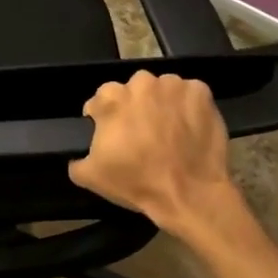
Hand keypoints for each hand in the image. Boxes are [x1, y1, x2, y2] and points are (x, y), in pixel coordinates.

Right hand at [69, 71, 247, 235]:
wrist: (189, 193)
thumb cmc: (137, 182)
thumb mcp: (90, 177)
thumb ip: (76, 160)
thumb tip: (76, 157)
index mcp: (111, 99)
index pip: (100, 99)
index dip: (103, 117)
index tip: (111, 135)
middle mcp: (141, 84)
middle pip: (132, 90)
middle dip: (134, 107)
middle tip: (141, 133)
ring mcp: (173, 85)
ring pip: (161, 89)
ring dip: (161, 104)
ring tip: (168, 130)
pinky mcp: (201, 92)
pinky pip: (189, 93)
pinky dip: (188, 106)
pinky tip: (189, 127)